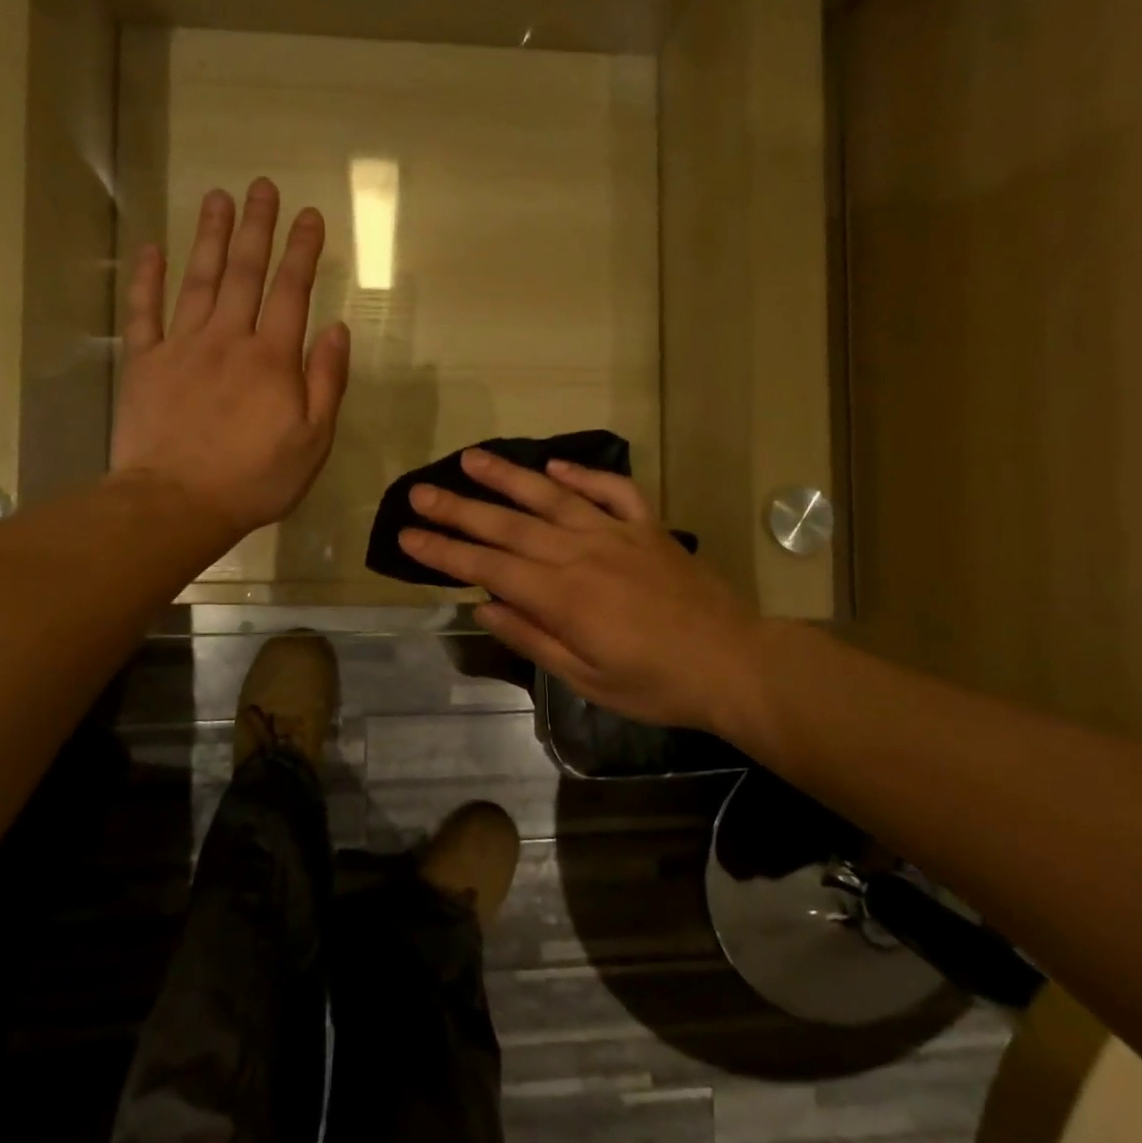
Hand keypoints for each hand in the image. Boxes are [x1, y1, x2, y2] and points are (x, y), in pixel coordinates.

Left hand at [110, 179, 349, 542]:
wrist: (177, 503)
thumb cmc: (255, 479)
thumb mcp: (313, 441)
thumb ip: (326, 382)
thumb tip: (337, 329)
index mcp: (273, 359)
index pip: (292, 291)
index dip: (303, 250)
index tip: (310, 215)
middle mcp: (228, 339)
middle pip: (243, 272)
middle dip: (256, 227)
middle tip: (262, 186)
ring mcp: (181, 347)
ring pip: (197, 279)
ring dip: (208, 236)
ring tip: (216, 197)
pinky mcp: (144, 363)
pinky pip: (145, 311)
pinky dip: (147, 279)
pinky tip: (152, 249)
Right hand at [399, 451, 766, 735]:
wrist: (734, 663)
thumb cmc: (656, 684)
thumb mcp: (586, 679)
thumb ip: (532, 637)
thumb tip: (482, 605)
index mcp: (562, 596)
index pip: (487, 565)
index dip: (443, 550)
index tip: (407, 534)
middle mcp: (581, 553)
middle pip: (508, 524)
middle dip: (458, 508)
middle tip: (419, 491)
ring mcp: (616, 533)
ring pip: (552, 496)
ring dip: (507, 476)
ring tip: (470, 458)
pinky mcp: (648, 527)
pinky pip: (612, 490)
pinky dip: (583, 473)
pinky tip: (554, 465)